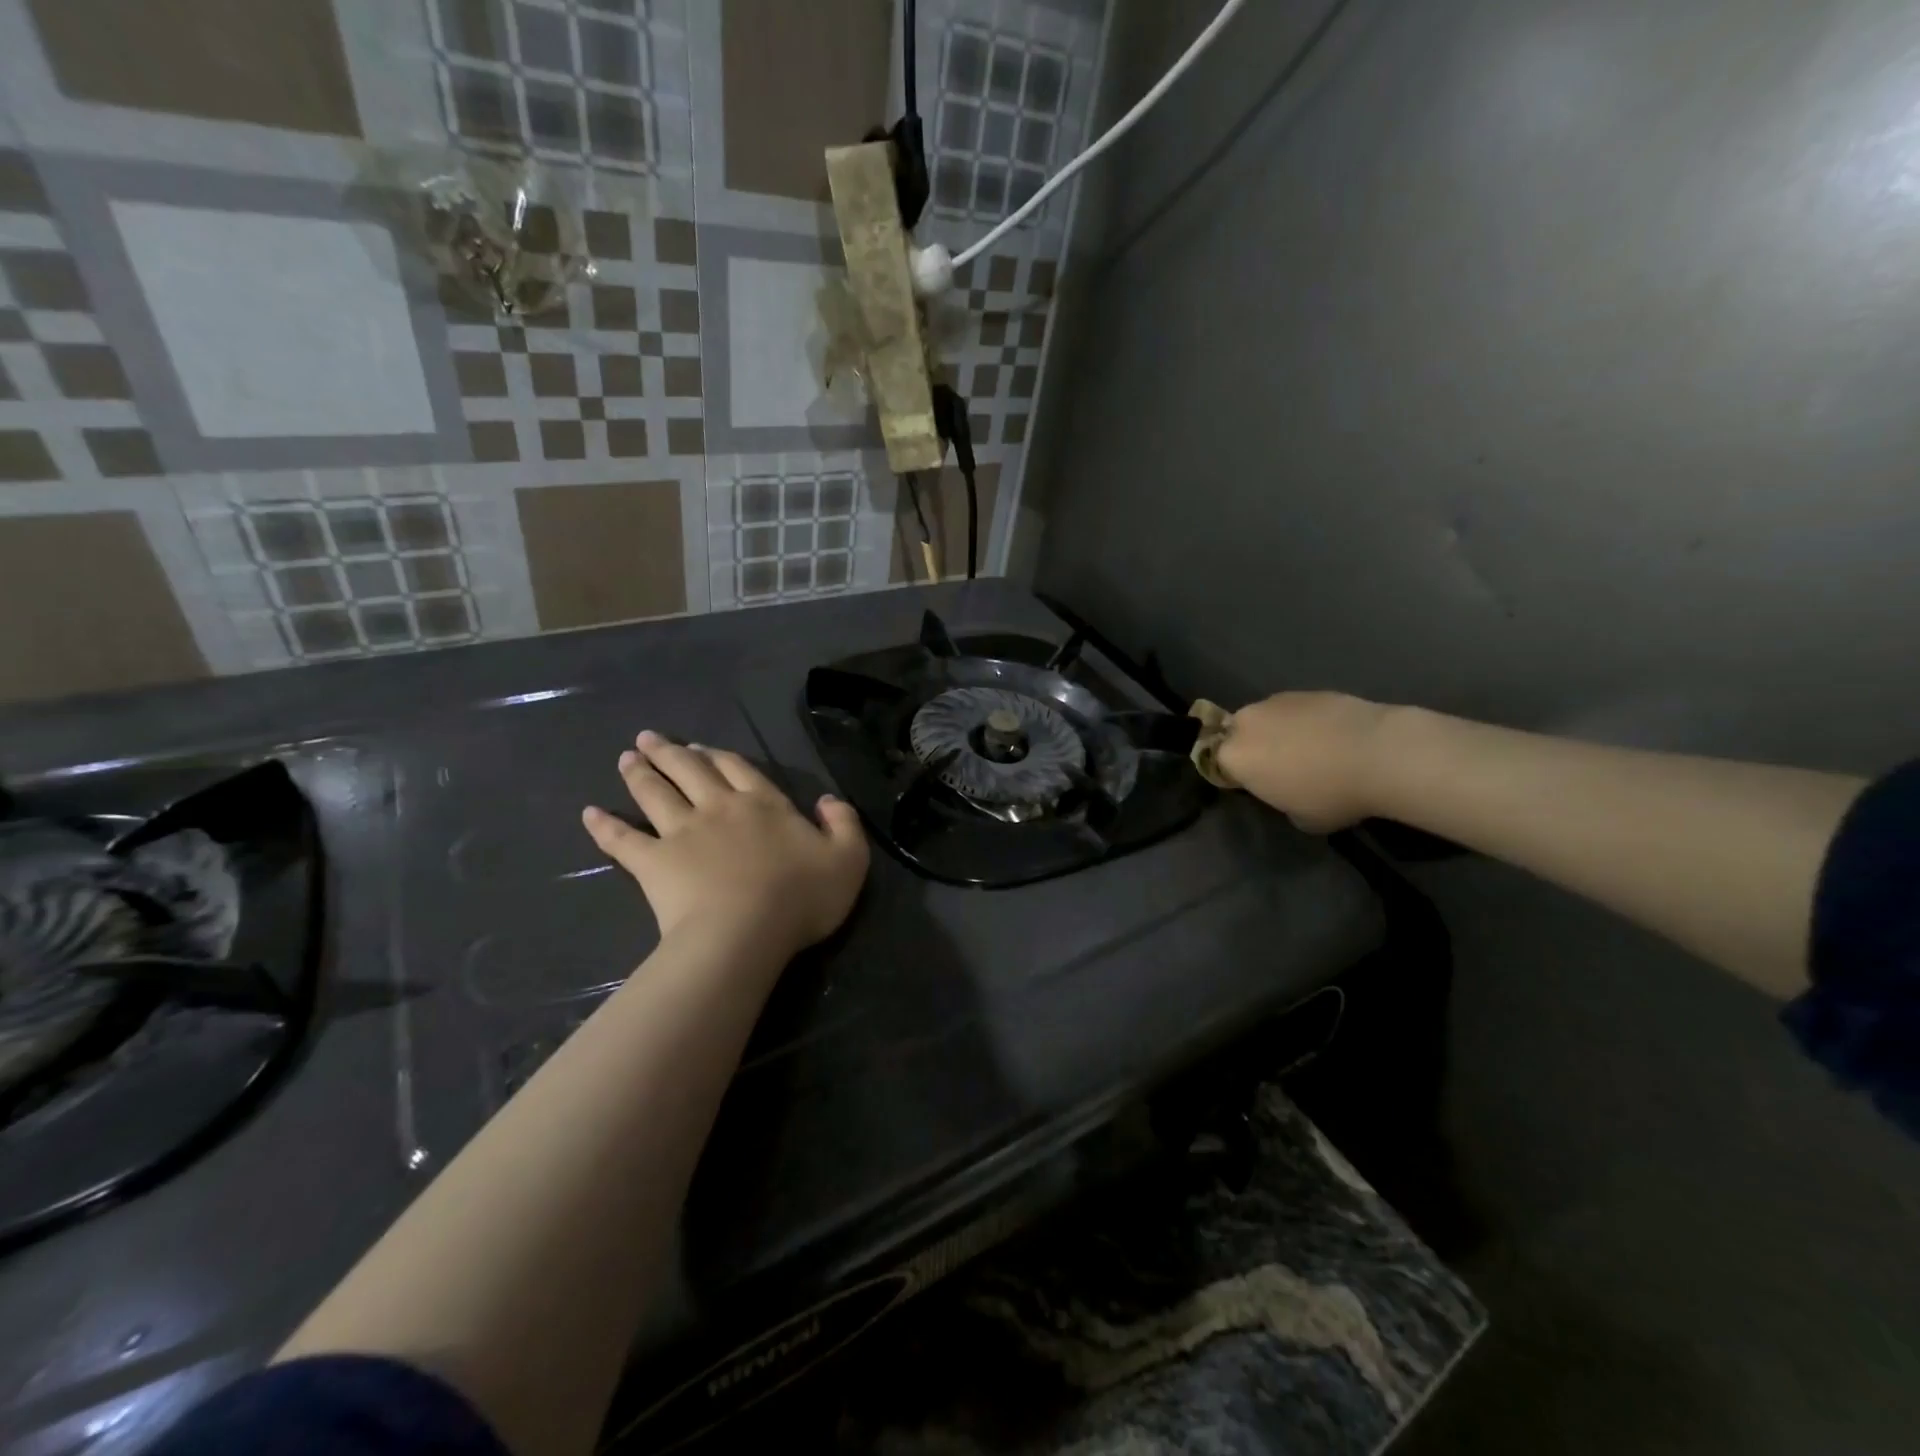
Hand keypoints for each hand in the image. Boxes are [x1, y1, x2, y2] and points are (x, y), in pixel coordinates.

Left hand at [582, 731, 868, 958]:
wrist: (745, 932)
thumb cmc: (801, 897)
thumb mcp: (848, 859)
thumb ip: (844, 824)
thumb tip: (829, 801)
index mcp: (763, 804)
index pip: (738, 768)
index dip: (719, 756)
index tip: (700, 747)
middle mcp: (719, 808)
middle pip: (690, 771)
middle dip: (670, 752)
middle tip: (648, 738)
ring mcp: (682, 833)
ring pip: (655, 794)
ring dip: (639, 774)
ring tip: (625, 758)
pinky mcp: (653, 863)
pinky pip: (623, 840)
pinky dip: (604, 827)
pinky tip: (588, 814)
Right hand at [1215, 693, 1392, 833]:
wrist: (1379, 753)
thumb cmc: (1331, 794)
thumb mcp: (1299, 817)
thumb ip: (1280, 801)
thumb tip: (1288, 790)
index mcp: (1234, 757)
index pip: (1220, 765)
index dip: (1239, 777)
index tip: (1260, 787)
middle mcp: (1246, 723)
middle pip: (1239, 735)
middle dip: (1254, 747)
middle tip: (1283, 768)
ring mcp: (1276, 702)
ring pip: (1267, 719)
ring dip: (1280, 731)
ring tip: (1313, 750)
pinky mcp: (1307, 691)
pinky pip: (1296, 710)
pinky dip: (1307, 721)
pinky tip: (1333, 736)